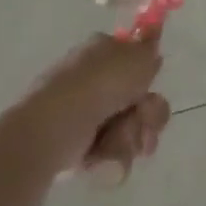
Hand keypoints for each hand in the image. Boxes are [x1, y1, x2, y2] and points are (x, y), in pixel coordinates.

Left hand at [10, 31, 172, 181]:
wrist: (56, 126)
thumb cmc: (99, 84)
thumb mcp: (138, 55)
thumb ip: (150, 49)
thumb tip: (149, 51)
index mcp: (101, 51)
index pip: (134, 60)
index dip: (148, 74)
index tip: (149, 83)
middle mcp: (91, 82)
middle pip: (140, 99)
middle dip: (148, 113)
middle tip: (142, 116)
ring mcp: (84, 115)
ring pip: (131, 128)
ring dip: (133, 135)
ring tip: (119, 139)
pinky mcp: (78, 148)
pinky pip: (112, 152)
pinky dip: (113, 155)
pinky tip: (104, 154)